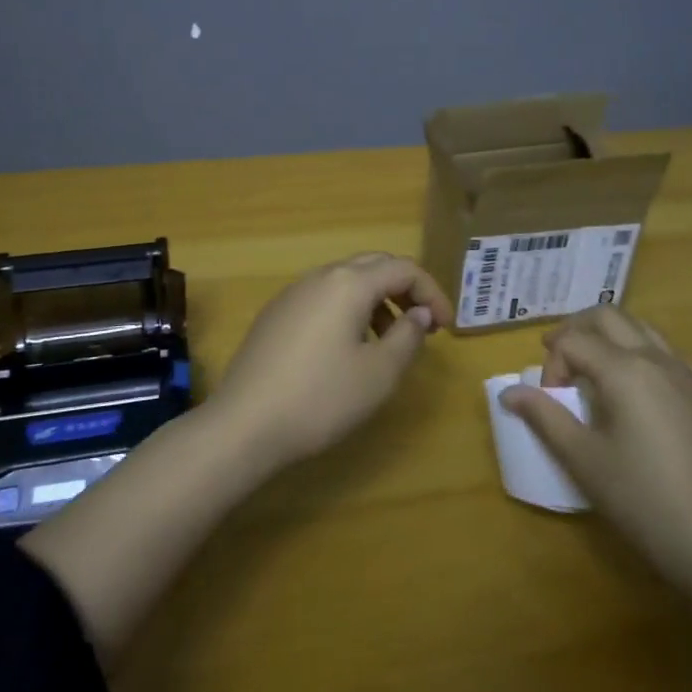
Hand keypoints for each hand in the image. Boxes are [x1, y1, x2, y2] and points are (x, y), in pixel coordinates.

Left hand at [210, 253, 449, 469]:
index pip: (403, 268)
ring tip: (388, 341)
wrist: (245, 424)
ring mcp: (293, 293)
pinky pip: (323, 298)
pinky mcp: (276, 314)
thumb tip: (418, 312)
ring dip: (376, 302)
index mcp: (349, 283)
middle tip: (423, 324)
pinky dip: (348, 311)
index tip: (446, 327)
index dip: (432, 292)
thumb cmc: (321, 398)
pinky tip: (348, 349)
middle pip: (374, 266)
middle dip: (404, 290)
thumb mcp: (379, 373)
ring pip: (346, 282)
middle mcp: (320, 276)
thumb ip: (407, 336)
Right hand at [501, 306, 691, 595]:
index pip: (573, 341)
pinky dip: (639, 353)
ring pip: (641, 329)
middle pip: (608, 317)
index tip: (549, 403)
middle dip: (576, 330)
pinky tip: (635, 395)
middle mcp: (658, 359)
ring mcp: (689, 376)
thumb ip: (545, 418)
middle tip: (558, 363)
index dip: (551, 364)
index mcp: (626, 369)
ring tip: (592, 372)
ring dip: (609, 337)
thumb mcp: (585, 462)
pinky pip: (666, 353)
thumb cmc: (646, 503)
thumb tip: (508, 393)